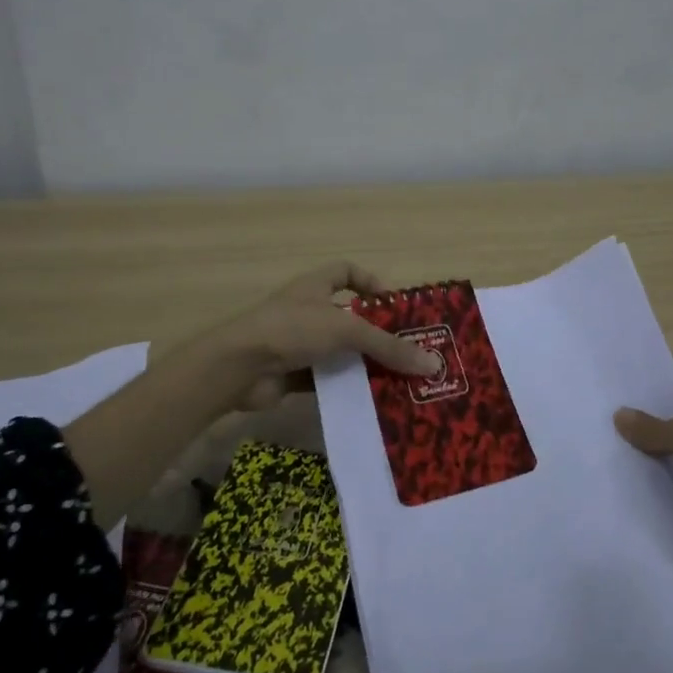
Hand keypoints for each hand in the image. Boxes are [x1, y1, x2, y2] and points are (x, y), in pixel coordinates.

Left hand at [175, 262, 440, 411]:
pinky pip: (327, 379)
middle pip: (349, 318)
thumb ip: (388, 346)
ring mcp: (298, 343)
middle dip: (376, 334)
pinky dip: (345, 387)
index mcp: (315, 287)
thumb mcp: (346, 331)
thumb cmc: (292, 329)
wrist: (239, 367)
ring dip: (363, 364)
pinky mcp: (292, 374)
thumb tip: (433, 364)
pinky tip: (370, 400)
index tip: (393, 304)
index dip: (370, 281)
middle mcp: (307, 311)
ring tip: (397, 380)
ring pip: (339, 352)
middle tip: (408, 351)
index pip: (346, 272)